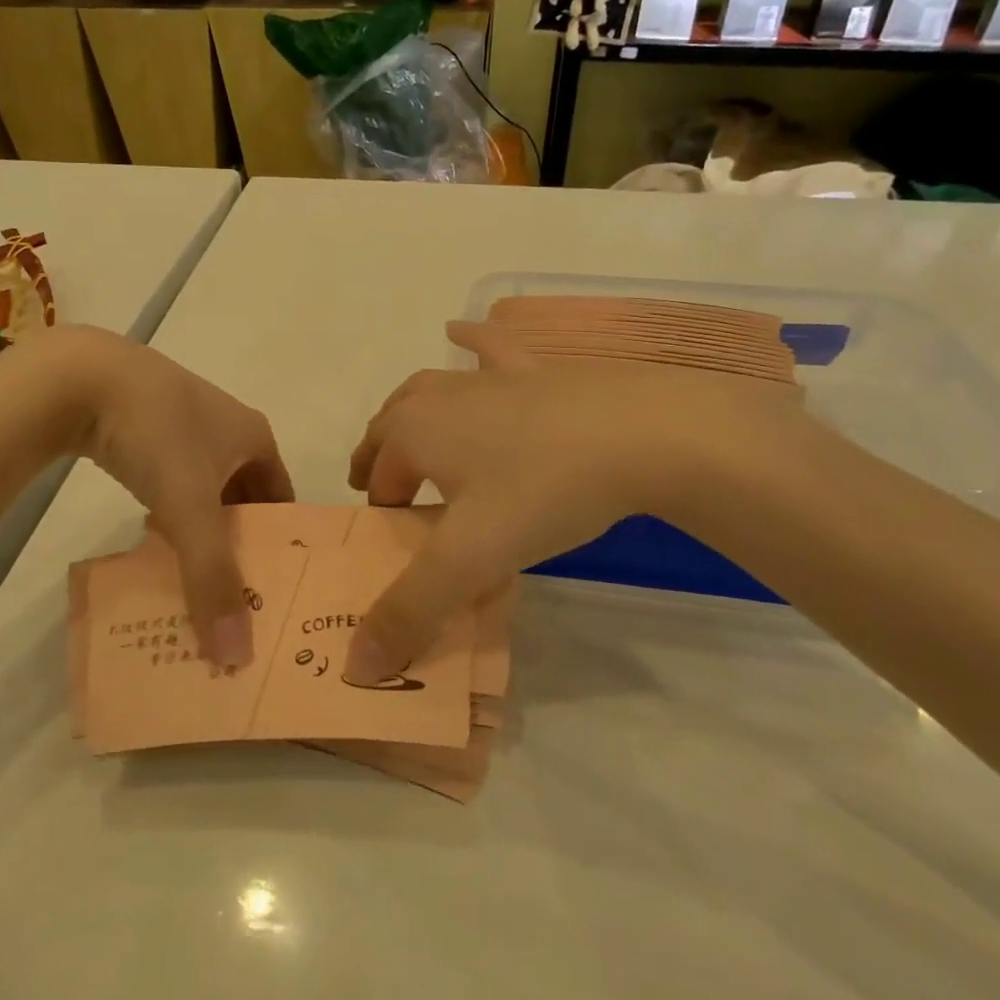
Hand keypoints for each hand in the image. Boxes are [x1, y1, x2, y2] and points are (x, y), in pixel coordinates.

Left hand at [42, 327, 292, 664]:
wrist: (82, 377)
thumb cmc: (156, 434)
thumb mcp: (188, 507)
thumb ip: (212, 577)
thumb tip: (236, 656)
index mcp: (256, 436)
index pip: (282, 500)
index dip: (280, 545)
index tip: (271, 591)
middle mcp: (229, 428)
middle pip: (246, 498)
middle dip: (239, 543)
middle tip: (232, 596)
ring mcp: (187, 424)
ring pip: (207, 490)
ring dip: (202, 529)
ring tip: (194, 577)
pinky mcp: (148, 427)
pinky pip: (175, 479)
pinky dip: (172, 511)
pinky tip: (154, 537)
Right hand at [343, 321, 812, 682]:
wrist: (643, 432)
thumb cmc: (543, 491)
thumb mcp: (471, 561)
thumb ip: (410, 613)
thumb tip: (356, 668)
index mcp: (414, 431)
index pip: (377, 472)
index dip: (379, 505)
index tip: (396, 535)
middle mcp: (439, 394)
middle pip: (392, 425)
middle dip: (383, 456)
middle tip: (394, 491)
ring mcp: (488, 375)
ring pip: (430, 388)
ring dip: (412, 412)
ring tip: (413, 432)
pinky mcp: (534, 366)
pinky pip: (490, 347)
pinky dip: (471, 341)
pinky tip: (461, 331)